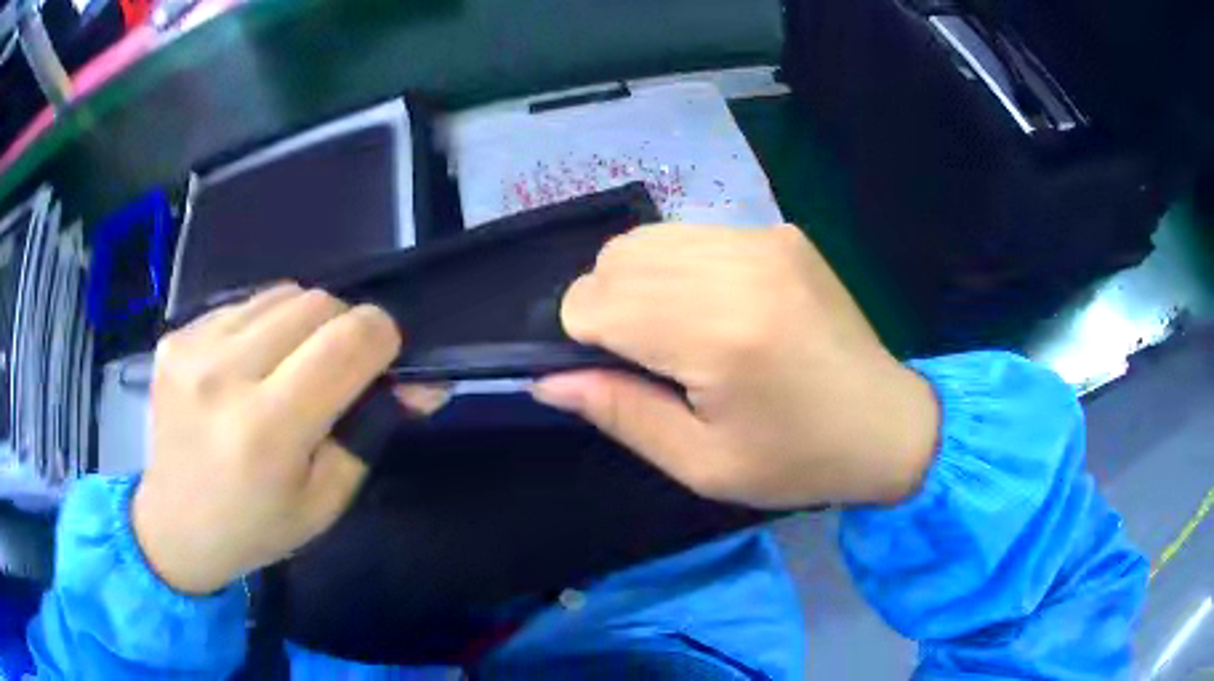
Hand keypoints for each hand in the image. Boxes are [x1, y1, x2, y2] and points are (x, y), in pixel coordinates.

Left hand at [133, 285, 445, 594]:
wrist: (175, 526)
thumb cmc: (257, 527)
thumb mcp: (326, 500)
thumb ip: (373, 432)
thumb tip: (422, 383)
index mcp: (267, 430)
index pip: (347, 341)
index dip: (383, 337)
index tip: (385, 358)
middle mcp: (224, 375)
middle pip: (315, 302)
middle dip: (343, 327)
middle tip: (335, 371)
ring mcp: (192, 348)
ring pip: (280, 293)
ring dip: (301, 323)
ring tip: (287, 368)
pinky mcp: (175, 336)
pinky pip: (243, 304)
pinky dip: (262, 327)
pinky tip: (247, 368)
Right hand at [533, 225, 939, 508]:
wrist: (886, 425)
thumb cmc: (796, 459)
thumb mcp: (700, 463)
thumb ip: (618, 412)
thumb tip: (547, 378)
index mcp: (718, 332)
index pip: (595, 301)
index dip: (583, 337)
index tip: (614, 373)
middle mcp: (739, 266)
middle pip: (616, 258)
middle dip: (606, 306)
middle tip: (647, 359)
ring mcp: (764, 239)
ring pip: (649, 238)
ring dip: (639, 282)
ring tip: (678, 332)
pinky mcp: (780, 233)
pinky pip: (694, 234)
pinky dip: (679, 267)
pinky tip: (713, 307)